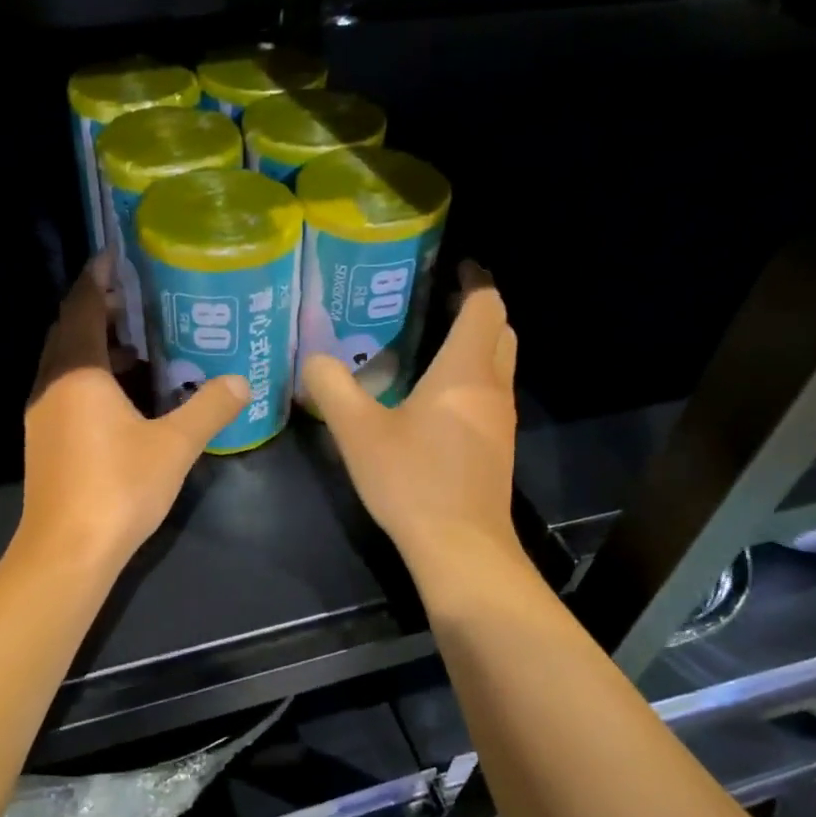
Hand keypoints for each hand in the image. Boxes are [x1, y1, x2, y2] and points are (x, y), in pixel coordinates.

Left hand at [18, 258, 249, 570]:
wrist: (68, 550)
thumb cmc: (119, 487)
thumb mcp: (174, 445)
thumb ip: (209, 408)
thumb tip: (242, 381)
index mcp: (77, 372)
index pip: (82, 307)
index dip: (98, 278)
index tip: (117, 257)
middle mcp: (51, 385)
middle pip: (69, 331)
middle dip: (99, 310)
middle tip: (138, 298)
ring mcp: (42, 415)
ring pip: (66, 364)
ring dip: (96, 348)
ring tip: (140, 344)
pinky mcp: (44, 441)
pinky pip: (66, 391)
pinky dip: (92, 379)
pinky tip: (125, 397)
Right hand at [303, 262, 519, 576]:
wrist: (459, 547)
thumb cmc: (412, 480)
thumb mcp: (358, 433)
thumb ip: (333, 388)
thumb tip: (314, 358)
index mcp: (465, 370)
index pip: (487, 305)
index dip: (474, 281)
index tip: (451, 269)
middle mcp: (493, 387)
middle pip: (501, 331)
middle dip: (476, 311)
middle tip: (434, 307)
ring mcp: (500, 420)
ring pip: (499, 365)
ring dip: (475, 348)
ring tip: (429, 348)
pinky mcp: (497, 449)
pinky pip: (490, 396)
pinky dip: (471, 382)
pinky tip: (434, 402)